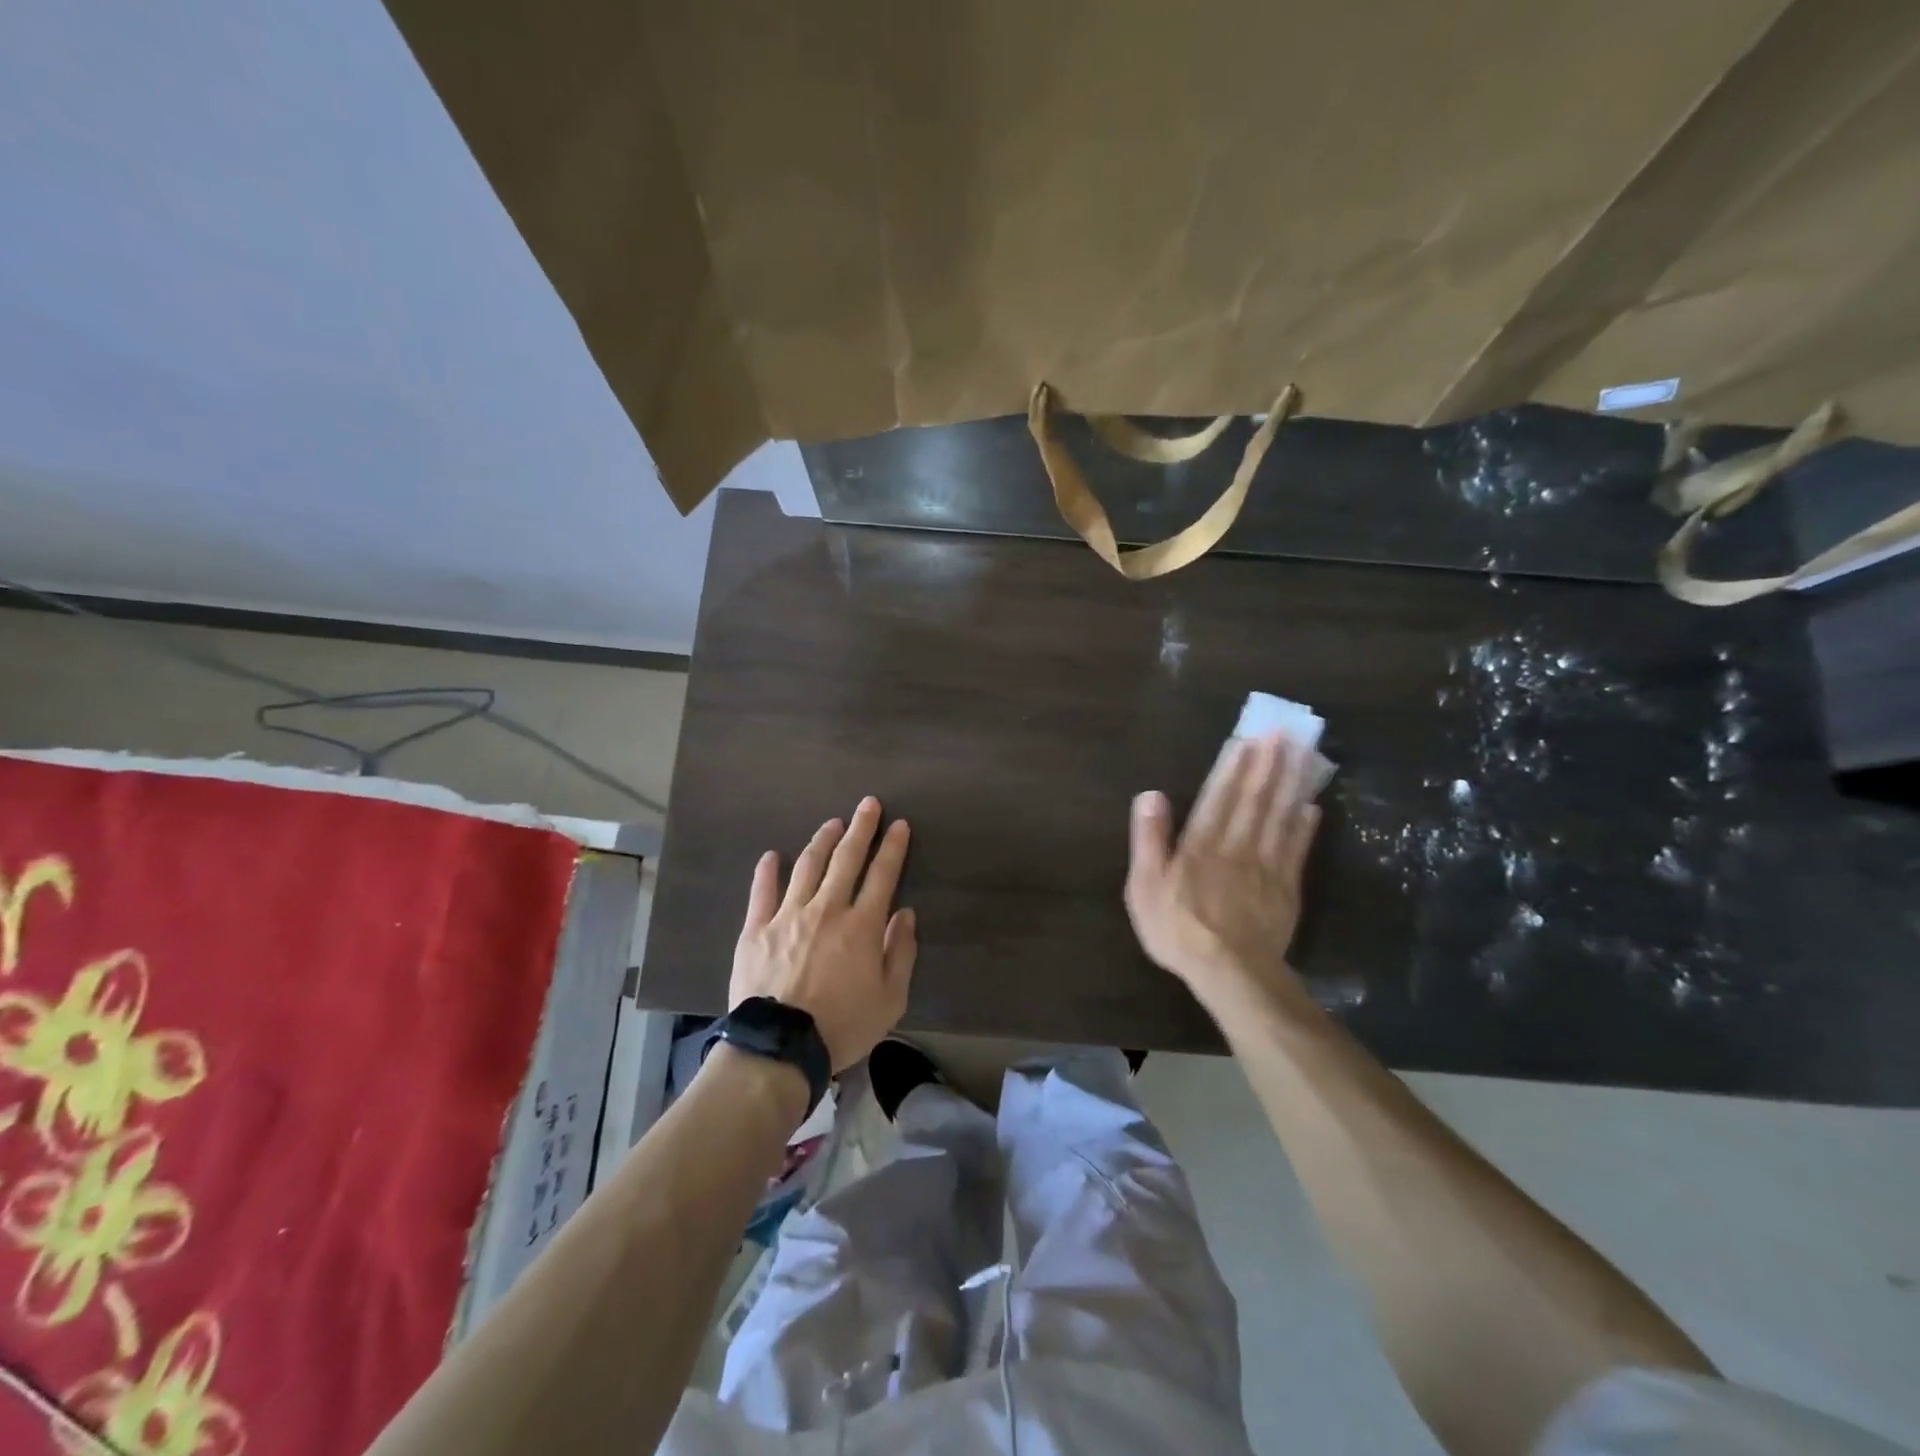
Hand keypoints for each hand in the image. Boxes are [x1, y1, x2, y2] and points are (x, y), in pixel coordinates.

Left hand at [730, 797, 916, 1070]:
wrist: (780, 1047)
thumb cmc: (842, 1026)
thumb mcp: (890, 1000)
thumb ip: (900, 953)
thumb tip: (905, 914)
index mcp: (861, 926)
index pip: (882, 875)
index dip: (893, 847)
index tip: (899, 824)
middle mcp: (826, 909)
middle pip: (846, 859)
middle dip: (860, 828)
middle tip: (868, 804)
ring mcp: (788, 915)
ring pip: (807, 866)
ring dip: (821, 841)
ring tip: (832, 824)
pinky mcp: (756, 929)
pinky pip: (762, 892)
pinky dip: (766, 871)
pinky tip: (771, 855)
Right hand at [1125, 734, 1322, 1016]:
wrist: (1230, 973)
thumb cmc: (1178, 929)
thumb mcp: (1145, 886)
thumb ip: (1149, 839)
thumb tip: (1151, 794)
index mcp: (1201, 843)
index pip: (1219, 795)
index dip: (1233, 766)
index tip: (1248, 738)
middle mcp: (1237, 845)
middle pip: (1255, 798)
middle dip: (1269, 763)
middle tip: (1284, 732)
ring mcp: (1266, 866)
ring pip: (1280, 816)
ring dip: (1291, 783)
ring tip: (1303, 754)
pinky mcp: (1287, 888)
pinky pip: (1297, 848)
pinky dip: (1305, 825)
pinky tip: (1311, 805)